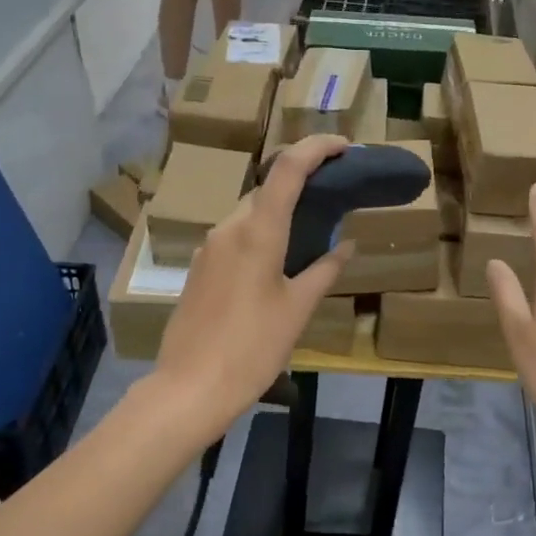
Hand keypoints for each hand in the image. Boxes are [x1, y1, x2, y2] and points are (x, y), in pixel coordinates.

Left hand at [152, 135, 353, 442]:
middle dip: (303, 182)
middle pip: (269, 189)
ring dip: (282, 210)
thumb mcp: (298, 309)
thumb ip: (324, 269)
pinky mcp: (201, 267)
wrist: (190, 388)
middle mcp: (228, 228)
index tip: (346, 146)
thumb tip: (345, 245)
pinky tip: (280, 259)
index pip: (288, 168)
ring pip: (251, 212)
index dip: (317, 148)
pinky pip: (237, 235)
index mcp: (257, 232)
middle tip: (336, 194)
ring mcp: (209, 247)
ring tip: (313, 228)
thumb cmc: (252, 348)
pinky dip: (263, 232)